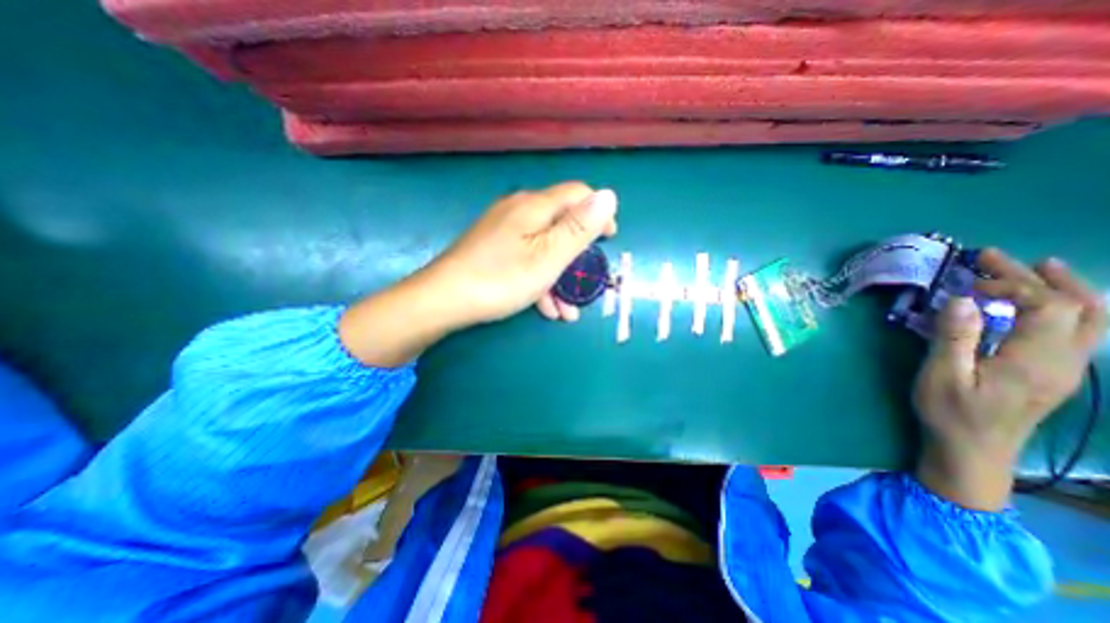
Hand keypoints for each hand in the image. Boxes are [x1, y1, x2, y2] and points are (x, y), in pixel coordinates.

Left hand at [423, 180, 620, 326]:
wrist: (444, 300)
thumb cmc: (502, 278)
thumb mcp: (549, 256)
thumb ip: (579, 227)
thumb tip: (608, 196)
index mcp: (535, 206)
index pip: (578, 194)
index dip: (598, 213)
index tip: (609, 240)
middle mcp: (518, 210)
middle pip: (560, 224)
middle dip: (578, 255)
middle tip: (586, 282)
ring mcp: (503, 230)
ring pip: (543, 247)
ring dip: (560, 277)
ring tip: (568, 310)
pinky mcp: (492, 248)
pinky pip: (525, 258)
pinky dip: (540, 279)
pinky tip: (545, 307)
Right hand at [916, 247, 1103, 511]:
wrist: (973, 450)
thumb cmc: (950, 412)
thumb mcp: (941, 375)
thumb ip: (954, 337)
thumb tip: (964, 300)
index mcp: (1034, 360)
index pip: (1047, 306)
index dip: (1012, 285)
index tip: (968, 283)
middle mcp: (1064, 360)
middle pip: (1075, 306)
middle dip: (1037, 276)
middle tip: (993, 257)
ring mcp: (1066, 367)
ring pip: (1091, 318)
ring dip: (1064, 287)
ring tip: (1038, 267)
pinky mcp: (1056, 372)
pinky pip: (1079, 330)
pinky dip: (1065, 306)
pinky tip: (1039, 302)